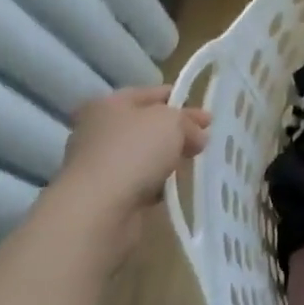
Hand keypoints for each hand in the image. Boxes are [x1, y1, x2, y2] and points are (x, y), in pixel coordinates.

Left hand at [59, 87, 209, 226]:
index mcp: (108, 104)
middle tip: (203, 142)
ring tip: (191, 167)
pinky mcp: (103, 195)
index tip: (206, 117)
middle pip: (146, 126)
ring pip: (143, 155)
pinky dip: (154, 185)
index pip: (150, 94)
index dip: (180, 100)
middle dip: (175, 133)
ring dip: (165, 160)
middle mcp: (97, 131)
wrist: (98, 210)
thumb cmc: (134, 151)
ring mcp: (98, 164)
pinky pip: (137, 182)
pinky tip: (169, 189)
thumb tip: (197, 135)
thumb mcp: (172, 122)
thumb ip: (188, 122)